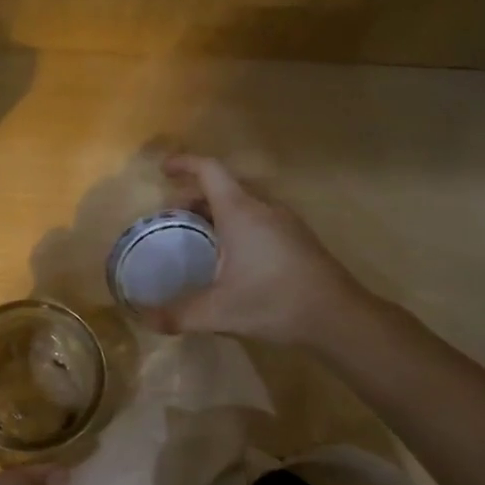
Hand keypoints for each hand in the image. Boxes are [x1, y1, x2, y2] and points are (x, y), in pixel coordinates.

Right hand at [145, 154, 373, 348]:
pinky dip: (235, 224)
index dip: (184, 164)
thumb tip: (146, 320)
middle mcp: (263, 207)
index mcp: (241, 212)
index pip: (209, 170)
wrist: (338, 317)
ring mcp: (285, 221)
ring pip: (243, 202)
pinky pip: (258, 217)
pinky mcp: (297, 238)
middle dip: (193, 196)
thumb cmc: (274, 302)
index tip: (163, 170)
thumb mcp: (219, 312)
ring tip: (197, 236)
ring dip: (216, 211)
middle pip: (223, 187)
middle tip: (172, 218)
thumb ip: (178, 315)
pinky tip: (230, 256)